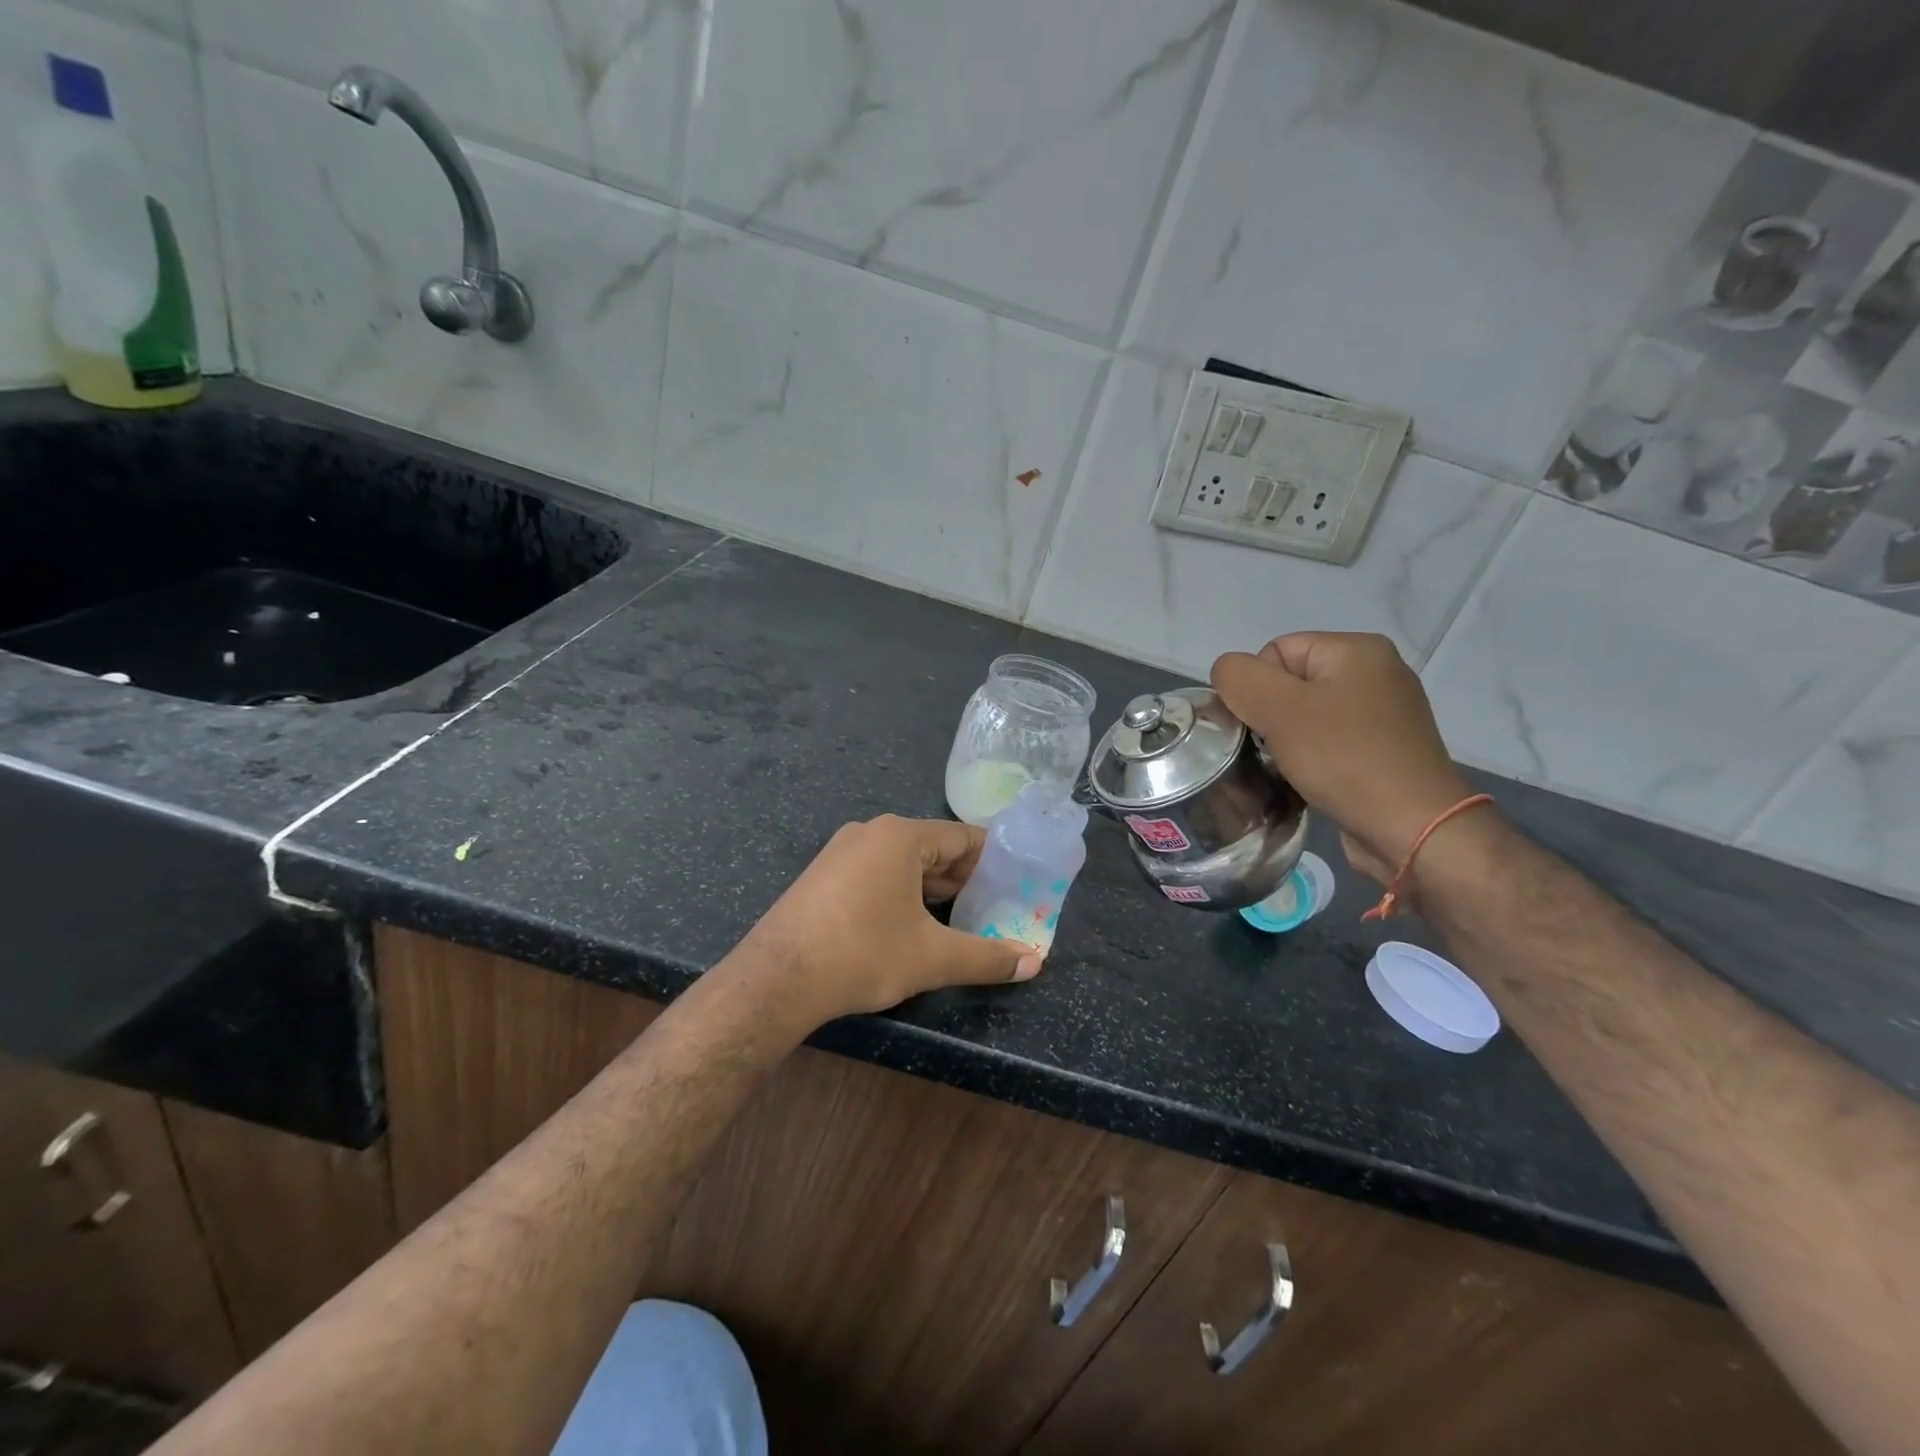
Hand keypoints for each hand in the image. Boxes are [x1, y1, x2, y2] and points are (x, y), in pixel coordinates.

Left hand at [737, 815, 1043, 1026]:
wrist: (776, 978)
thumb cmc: (863, 953)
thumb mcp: (932, 957)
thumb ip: (987, 957)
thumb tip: (1034, 962)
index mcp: (900, 837)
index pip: (962, 837)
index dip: (994, 859)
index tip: (1017, 881)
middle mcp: (870, 833)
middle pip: (933, 849)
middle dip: (965, 878)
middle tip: (996, 906)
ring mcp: (841, 853)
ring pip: (903, 864)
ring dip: (933, 889)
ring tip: (962, 919)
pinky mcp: (824, 876)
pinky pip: (876, 874)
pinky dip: (902, 893)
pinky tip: (912, 924)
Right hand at [1211, 633, 1474, 884]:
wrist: (1413, 829)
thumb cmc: (1344, 759)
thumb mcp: (1278, 708)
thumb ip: (1238, 678)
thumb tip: (1227, 674)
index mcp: (1357, 650)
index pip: (1276, 651)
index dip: (1256, 687)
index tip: (1264, 725)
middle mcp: (1377, 673)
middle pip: (1290, 683)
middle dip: (1270, 716)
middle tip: (1272, 749)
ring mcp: (1385, 714)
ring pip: (1306, 717)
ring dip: (1286, 741)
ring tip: (1289, 768)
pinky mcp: (1385, 751)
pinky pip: (1329, 743)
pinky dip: (1311, 759)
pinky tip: (1309, 781)